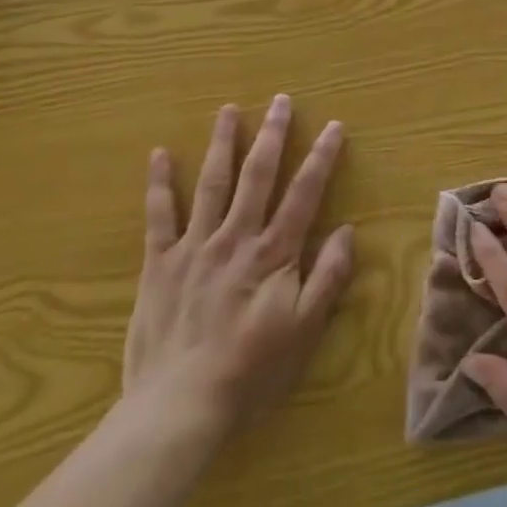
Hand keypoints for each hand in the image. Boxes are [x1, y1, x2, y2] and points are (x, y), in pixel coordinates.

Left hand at [123, 95, 354, 447]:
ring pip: (212, 183)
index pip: (304, 193)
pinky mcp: (159, 263)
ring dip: (223, 143)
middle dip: (273, 135)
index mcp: (273, 252)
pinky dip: (159, 184)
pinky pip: (159, 216)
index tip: (334, 126)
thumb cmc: (251, 370)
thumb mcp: (305, 329)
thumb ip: (328, 277)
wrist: (179, 406)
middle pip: (258, 175)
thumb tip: (347, 230)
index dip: (321, 157)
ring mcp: (195, 246)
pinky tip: (160, 155)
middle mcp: (236, 237)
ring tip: (229, 110)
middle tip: (281, 101)